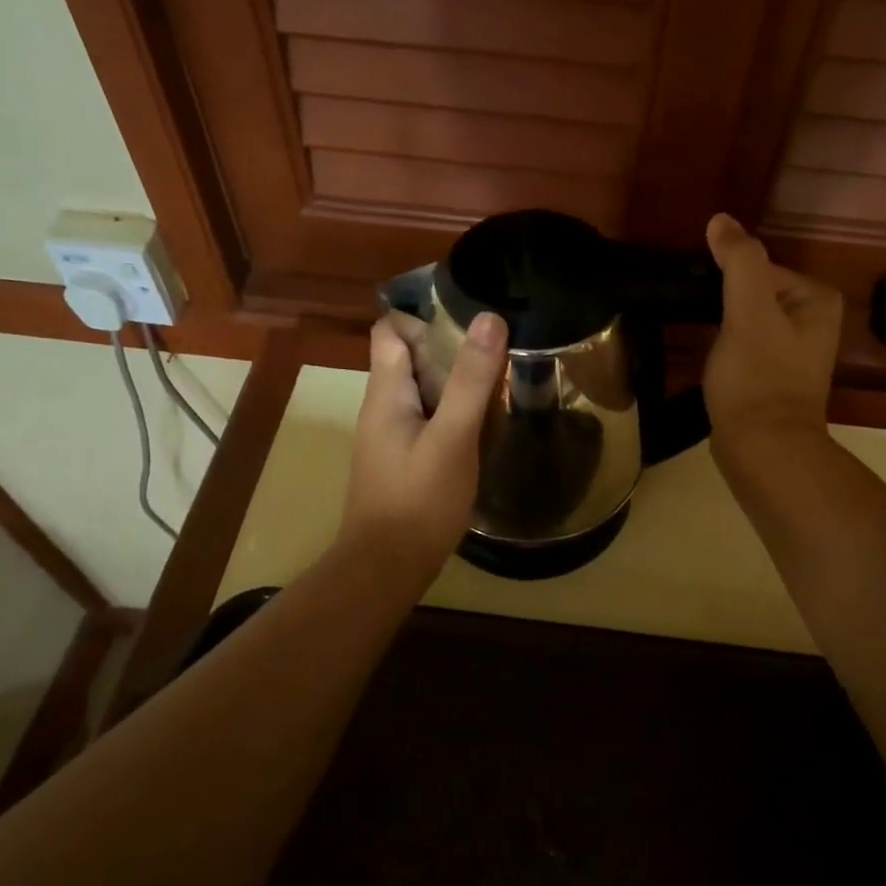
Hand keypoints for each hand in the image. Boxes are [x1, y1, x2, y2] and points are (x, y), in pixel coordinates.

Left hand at [337, 311, 508, 580]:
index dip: (424, 317)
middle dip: (451, 349)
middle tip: (499, 349)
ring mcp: (393, 436)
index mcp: (386, 392)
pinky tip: (485, 425)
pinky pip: (430, 420)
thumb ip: (471, 381)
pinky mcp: (405, 460)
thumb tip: (489, 318)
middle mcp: (383, 408)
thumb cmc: (418, 500)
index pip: (390, 330)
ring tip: (501, 381)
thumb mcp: (452, 437)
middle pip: (412, 358)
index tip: (470, 319)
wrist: (387, 567)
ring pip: (424, 391)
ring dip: (457, 383)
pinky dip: (455, 413)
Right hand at [702, 213, 841, 463]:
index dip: (726, 282)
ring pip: (747, 320)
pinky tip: (713, 363)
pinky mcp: (774, 376)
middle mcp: (814, 320)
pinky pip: (745, 346)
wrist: (763, 448)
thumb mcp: (748, 312)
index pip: (759, 268)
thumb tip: (721, 219)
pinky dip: (727, 348)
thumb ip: (739, 261)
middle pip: (753, 292)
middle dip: (724, 303)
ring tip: (702, 342)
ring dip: (722, 326)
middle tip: (699, 322)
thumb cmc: (758, 377)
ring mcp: (795, 351)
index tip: (706, 304)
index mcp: (816, 298)